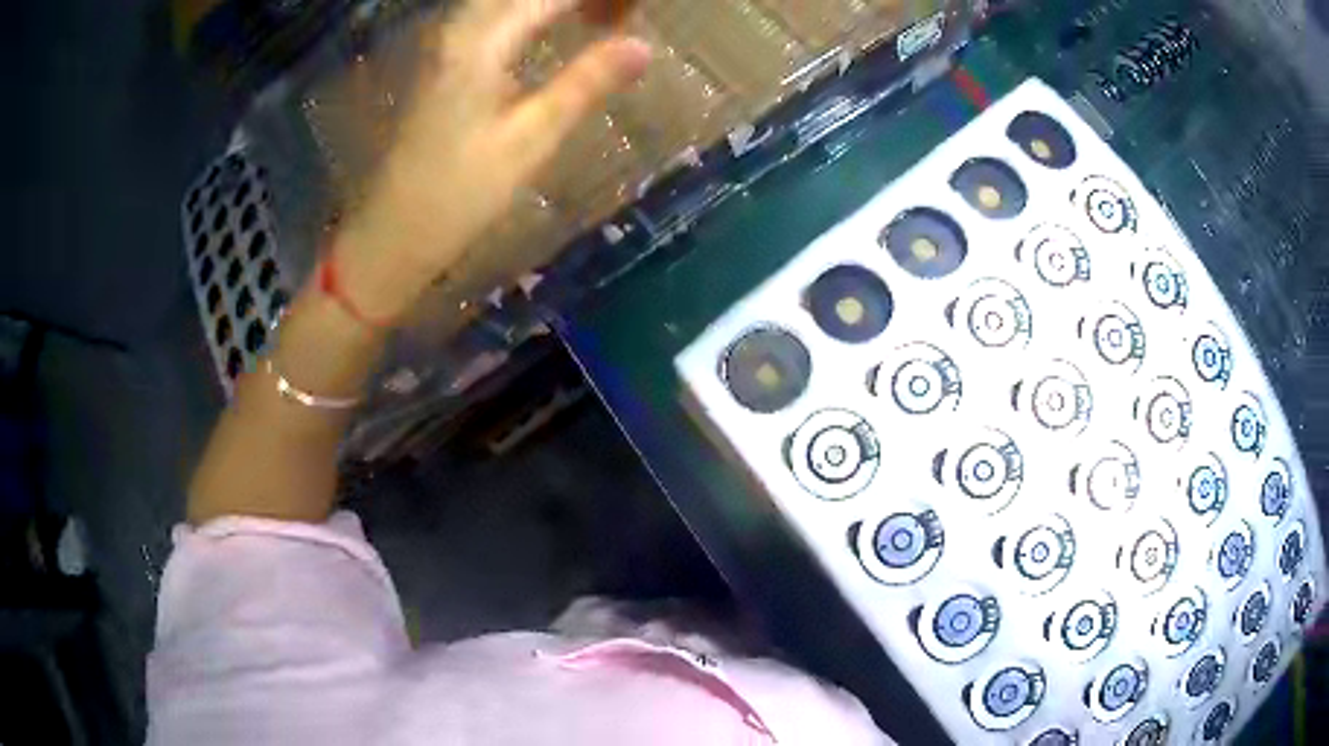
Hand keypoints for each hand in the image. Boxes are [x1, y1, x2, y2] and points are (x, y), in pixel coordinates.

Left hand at [337, 0, 650, 323]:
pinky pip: (494, 16)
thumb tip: (643, 46)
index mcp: (480, 42)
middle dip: (577, 0)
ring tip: (601, 20)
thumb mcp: (530, 140)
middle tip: (620, 17)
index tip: (636, 12)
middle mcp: (459, 29)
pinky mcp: (443, 60)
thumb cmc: (460, 193)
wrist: (394, 232)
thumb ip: (586, 83)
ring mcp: (446, 43)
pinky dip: (533, 14)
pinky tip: (556, 29)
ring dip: (555, 5)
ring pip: (507, 2)